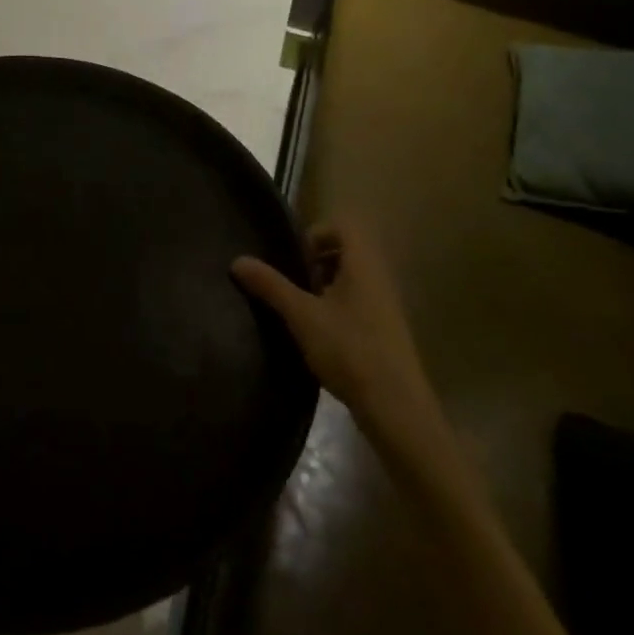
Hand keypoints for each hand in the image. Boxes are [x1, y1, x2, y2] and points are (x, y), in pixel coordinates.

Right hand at [232, 221, 452, 464]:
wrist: (396, 408)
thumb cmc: (349, 350)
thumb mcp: (301, 315)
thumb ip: (270, 285)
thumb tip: (237, 260)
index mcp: (363, 265)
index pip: (344, 226)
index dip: (317, 233)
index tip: (294, 258)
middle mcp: (379, 279)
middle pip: (347, 252)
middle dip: (316, 262)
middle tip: (293, 283)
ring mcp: (385, 307)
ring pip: (351, 280)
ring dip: (324, 287)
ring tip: (301, 310)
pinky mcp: (385, 332)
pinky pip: (358, 303)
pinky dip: (336, 308)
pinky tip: (318, 336)